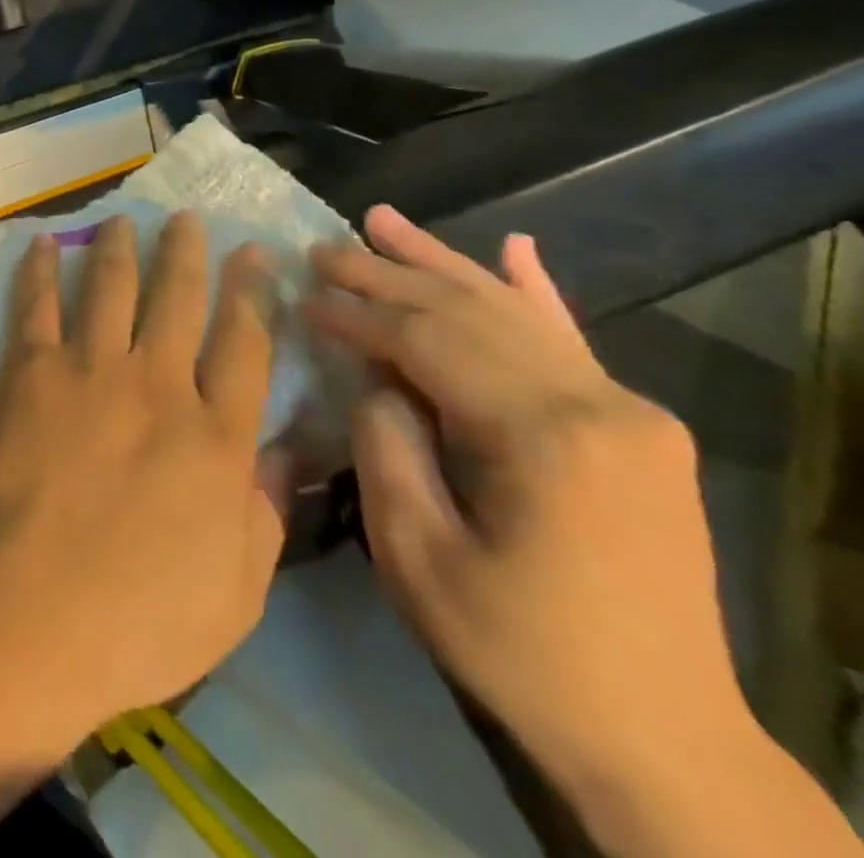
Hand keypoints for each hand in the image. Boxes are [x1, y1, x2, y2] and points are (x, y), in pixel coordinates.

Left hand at [0, 212, 285, 730]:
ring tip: (124, 220)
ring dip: (120, 248)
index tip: (254, 254)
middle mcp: (156, 384)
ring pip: (111, 287)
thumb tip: (284, 454)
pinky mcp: (29, 371)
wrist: (28, 612)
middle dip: (187, 253)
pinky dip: (42, 269)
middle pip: (178, 299)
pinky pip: (37, 304)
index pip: (245, 344)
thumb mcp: (236, 592)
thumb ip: (264, 515)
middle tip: (187, 219)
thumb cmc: (138, 620)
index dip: (253, 294)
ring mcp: (87, 369)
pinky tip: (45, 243)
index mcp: (215, 435)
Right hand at [303, 206, 753, 809]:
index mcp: (541, 437)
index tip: (300, 294)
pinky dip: (536, 291)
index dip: (355, 313)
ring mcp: (627, 413)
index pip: (426, 341)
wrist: (661, 740)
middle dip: (386, 274)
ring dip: (442, 263)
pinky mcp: (637, 431)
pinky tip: (514, 248)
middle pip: (468, 312)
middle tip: (321, 247)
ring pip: (514, 312)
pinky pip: (573, 341)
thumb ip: (387, 446)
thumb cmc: (518, 650)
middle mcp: (597, 405)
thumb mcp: (418, 555)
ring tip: (382, 220)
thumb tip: (375, 379)